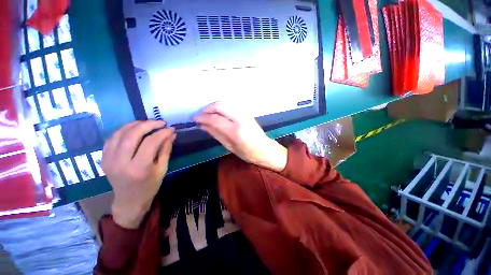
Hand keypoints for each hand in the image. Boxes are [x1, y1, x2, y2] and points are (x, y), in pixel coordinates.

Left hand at [102, 121, 175, 228]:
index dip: (162, 133)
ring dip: (135, 125)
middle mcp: (121, 163)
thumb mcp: (162, 169)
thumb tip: (171, 134)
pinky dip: (124, 130)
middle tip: (160, 122)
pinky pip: (112, 138)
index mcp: (139, 168)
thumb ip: (166, 149)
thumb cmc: (150, 186)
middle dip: (148, 125)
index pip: (150, 143)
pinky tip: (134, 129)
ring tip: (148, 123)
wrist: (129, 200)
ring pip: (120, 133)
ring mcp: (109, 160)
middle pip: (132, 135)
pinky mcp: (104, 158)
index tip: (171, 129)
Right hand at [194, 103, 286, 171]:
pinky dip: (221, 108)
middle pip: (220, 106)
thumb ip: (216, 134)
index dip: (202, 117)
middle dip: (207, 108)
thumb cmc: (247, 153)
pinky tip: (218, 114)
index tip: (195, 119)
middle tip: (200, 115)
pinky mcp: (247, 113)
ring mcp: (244, 114)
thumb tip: (202, 125)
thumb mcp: (229, 147)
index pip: (214, 119)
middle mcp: (240, 118)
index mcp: (235, 131)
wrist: (265, 149)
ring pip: (225, 103)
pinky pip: (230, 106)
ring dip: (214, 107)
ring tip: (207, 114)